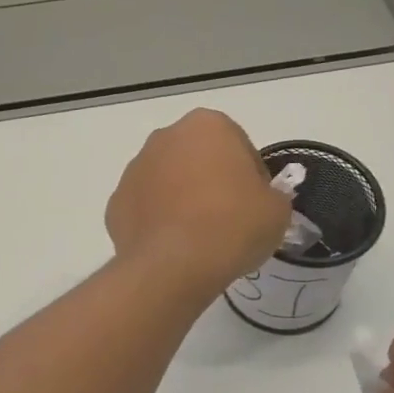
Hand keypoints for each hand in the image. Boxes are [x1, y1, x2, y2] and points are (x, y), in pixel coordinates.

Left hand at [106, 108, 290, 301]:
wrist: (173, 267)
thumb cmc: (232, 226)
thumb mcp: (277, 210)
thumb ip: (271, 195)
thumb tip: (257, 201)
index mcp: (207, 125)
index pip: (239, 146)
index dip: (252, 177)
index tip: (255, 205)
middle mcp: (165, 137)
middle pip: (198, 159)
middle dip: (211, 182)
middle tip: (228, 220)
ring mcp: (134, 170)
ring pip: (167, 182)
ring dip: (181, 200)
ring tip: (199, 239)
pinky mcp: (115, 204)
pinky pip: (145, 210)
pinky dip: (158, 223)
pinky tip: (173, 248)